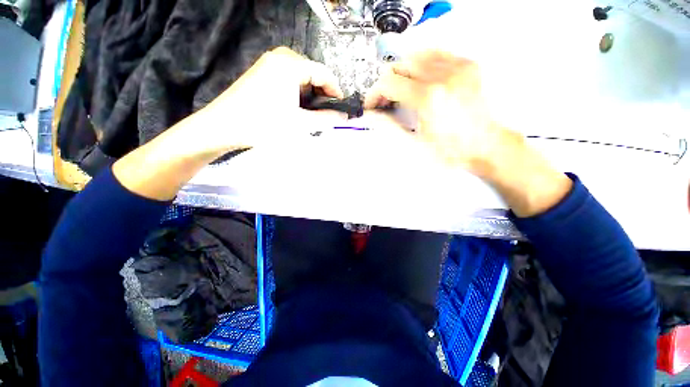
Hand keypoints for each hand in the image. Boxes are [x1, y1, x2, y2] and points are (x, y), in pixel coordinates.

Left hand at [114, 47, 346, 200]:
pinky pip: (289, 79)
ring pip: (302, 77)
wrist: (224, 126)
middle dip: (323, 95)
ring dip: (311, 95)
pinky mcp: (262, 72)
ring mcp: (269, 63)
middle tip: (326, 115)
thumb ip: (326, 119)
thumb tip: (344, 117)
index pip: (324, 73)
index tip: (342, 110)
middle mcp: (281, 57)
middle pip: (313, 73)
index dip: (336, 92)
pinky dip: (298, 93)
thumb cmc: (264, 125)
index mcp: (291, 65)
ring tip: (312, 115)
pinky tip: (296, 108)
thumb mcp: (300, 124)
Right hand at [365, 50, 571, 216]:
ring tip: (401, 90)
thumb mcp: (415, 145)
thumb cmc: (451, 151)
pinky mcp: (468, 65)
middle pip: (400, 66)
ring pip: (416, 56)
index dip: (374, 94)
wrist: (486, 146)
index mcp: (428, 98)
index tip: (372, 105)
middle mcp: (443, 76)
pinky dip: (422, 64)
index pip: (388, 83)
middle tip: (385, 100)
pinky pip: (437, 53)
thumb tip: (370, 116)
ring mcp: (458, 67)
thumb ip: (389, 127)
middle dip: (386, 83)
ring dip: (402, 73)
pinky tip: (419, 79)